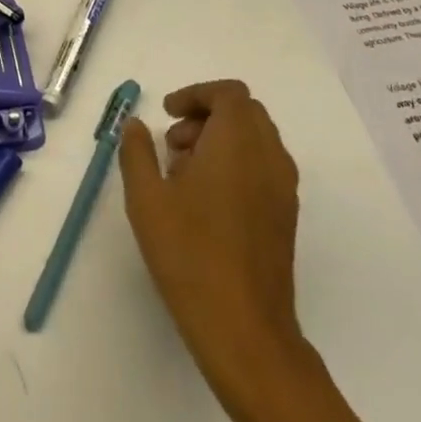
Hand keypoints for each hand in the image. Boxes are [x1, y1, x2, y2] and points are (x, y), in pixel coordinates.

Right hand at [119, 79, 306, 400]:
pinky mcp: (286, 215)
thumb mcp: (146, 198)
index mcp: (238, 143)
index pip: (229, 94)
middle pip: (245, 112)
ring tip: (182, 174)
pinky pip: (263, 167)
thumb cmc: (189, 253)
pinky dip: (236, 163)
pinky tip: (205, 201)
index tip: (166, 113)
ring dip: (221, 140)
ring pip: (256, 140)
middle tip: (173, 143)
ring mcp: (283, 188)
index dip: (196, 95)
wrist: (244, 327)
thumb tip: (135, 124)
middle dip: (207, 116)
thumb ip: (137, 152)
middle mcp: (269, 157)